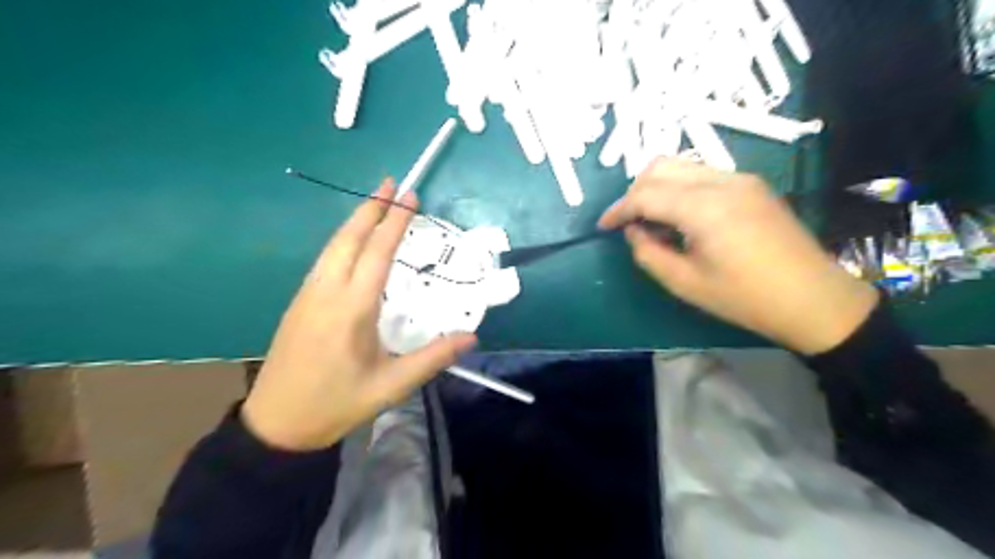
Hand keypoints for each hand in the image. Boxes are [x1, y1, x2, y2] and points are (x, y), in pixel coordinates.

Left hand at [241, 180, 472, 448]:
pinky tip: (353, 242)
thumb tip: (471, 337)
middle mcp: (326, 292)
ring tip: (375, 203)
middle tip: (390, 184)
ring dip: (355, 221)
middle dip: (371, 208)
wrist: (276, 424)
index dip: (395, 222)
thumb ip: (433, 358)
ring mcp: (307, 295)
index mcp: (351, 309)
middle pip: (349, 239)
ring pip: (332, 246)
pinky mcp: (299, 302)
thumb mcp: (391, 385)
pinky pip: (324, 260)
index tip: (409, 197)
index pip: (377, 254)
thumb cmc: (337, 403)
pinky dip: (343, 240)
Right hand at [597, 157, 877, 352]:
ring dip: (657, 187)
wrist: (812, 298)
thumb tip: (634, 231)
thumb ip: (648, 253)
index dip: (618, 210)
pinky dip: (679, 189)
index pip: (646, 195)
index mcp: (704, 207)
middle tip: (627, 222)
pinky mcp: (751, 184)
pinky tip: (680, 216)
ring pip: (681, 165)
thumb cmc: (744, 298)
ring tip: (651, 220)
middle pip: (661, 167)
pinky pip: (702, 174)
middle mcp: (721, 181)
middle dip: (635, 191)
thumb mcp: (684, 283)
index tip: (603, 227)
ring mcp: (740, 178)